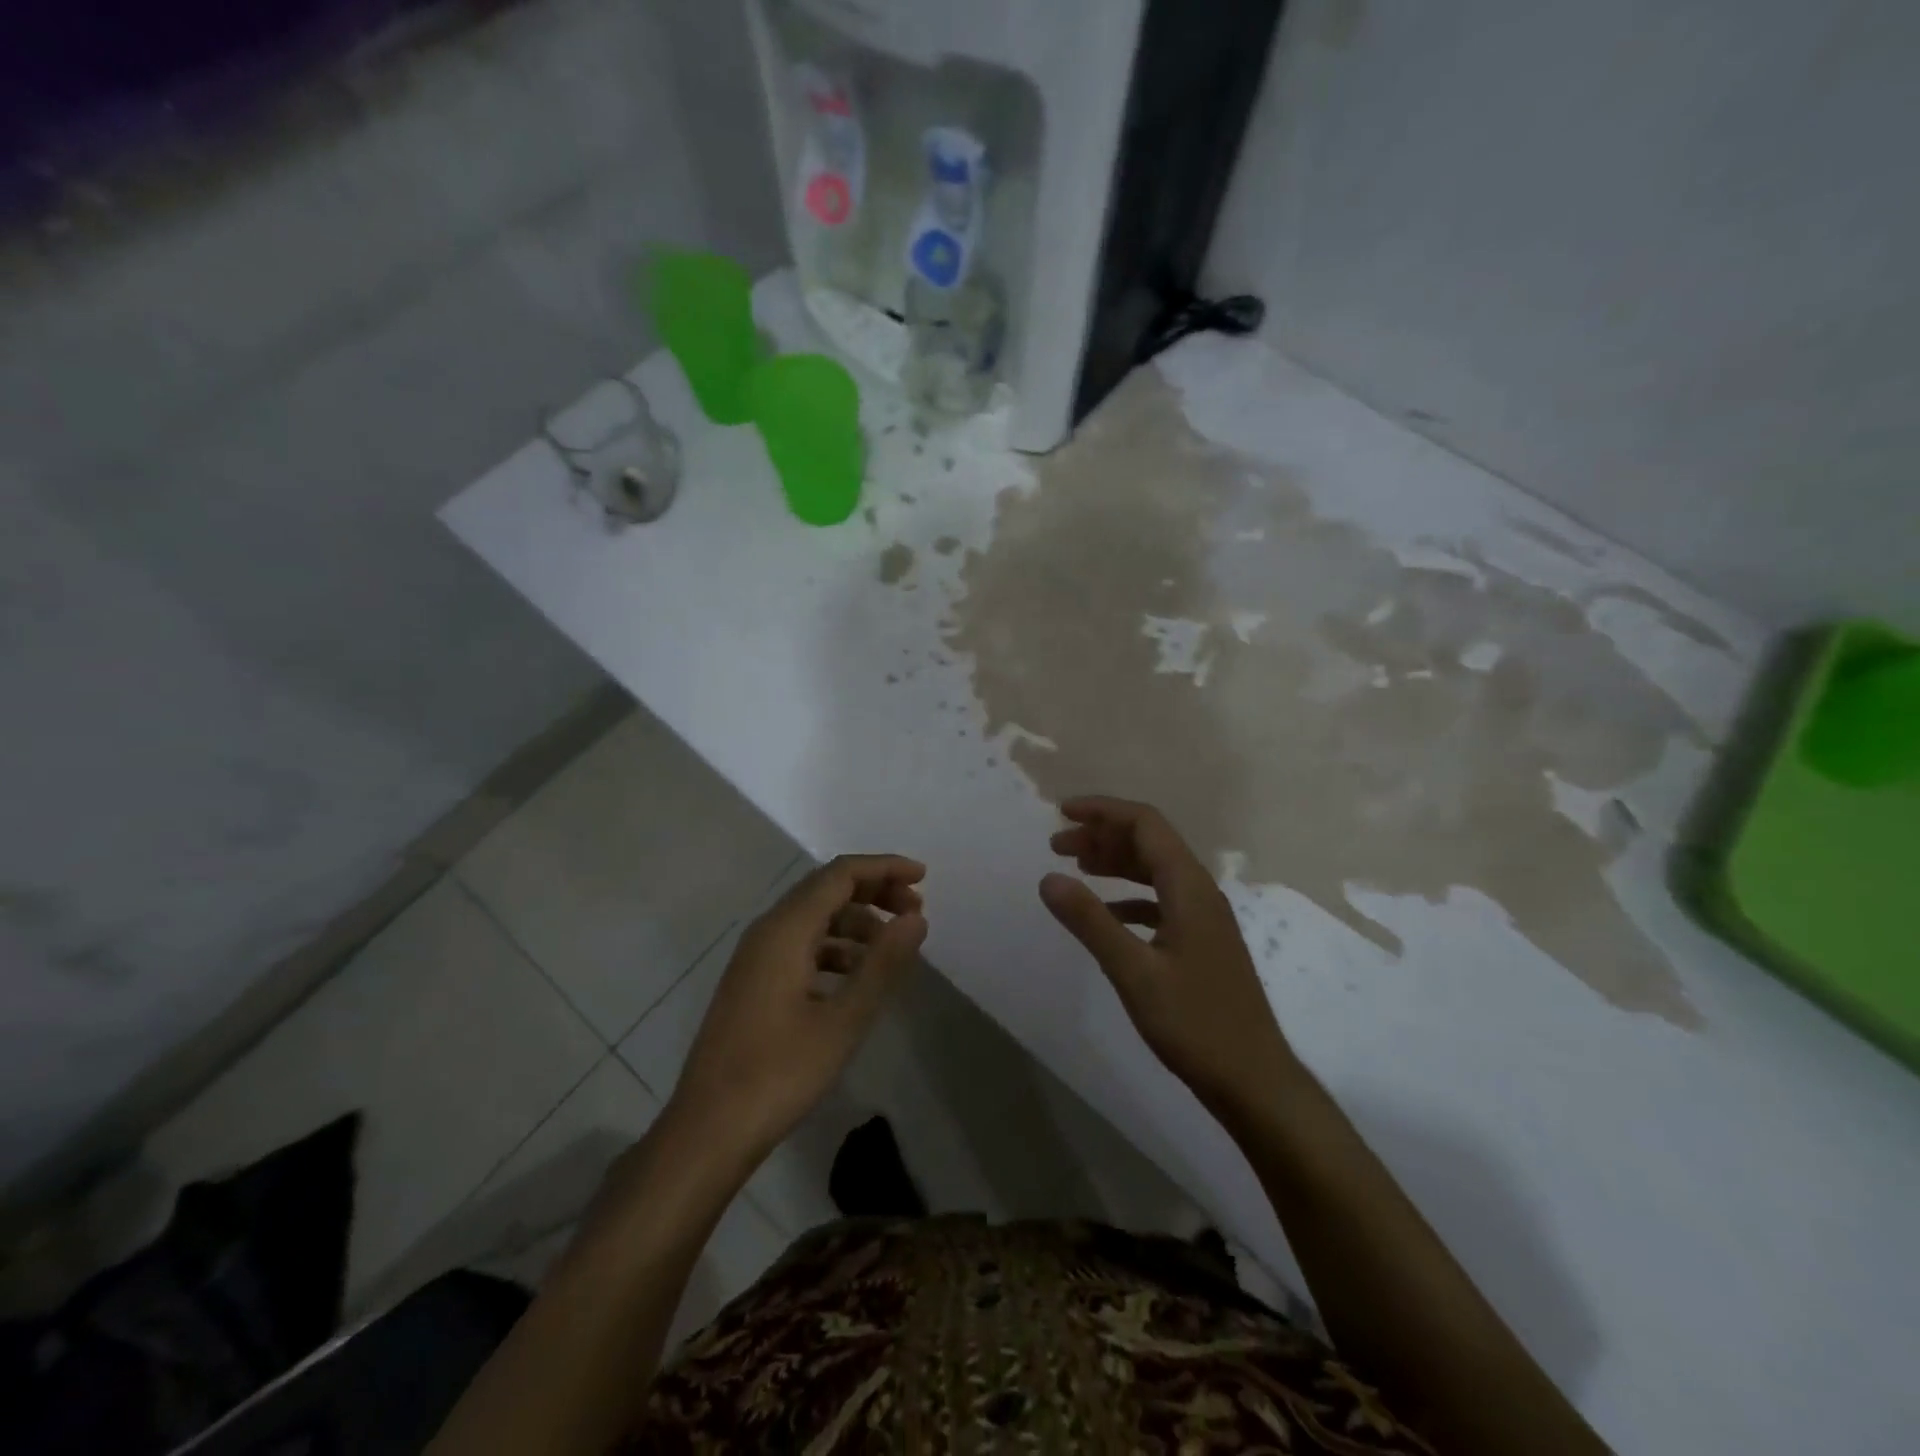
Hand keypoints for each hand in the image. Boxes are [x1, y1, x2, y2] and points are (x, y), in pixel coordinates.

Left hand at [669, 855, 927, 1162]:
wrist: (707, 1131)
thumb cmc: (779, 1074)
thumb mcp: (843, 1020)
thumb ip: (882, 964)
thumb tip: (916, 918)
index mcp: (785, 930)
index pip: (841, 874)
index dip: (884, 868)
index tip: (923, 879)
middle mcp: (767, 931)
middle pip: (826, 889)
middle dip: (874, 892)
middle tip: (915, 913)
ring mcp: (755, 958)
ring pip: (813, 918)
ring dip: (856, 922)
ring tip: (892, 949)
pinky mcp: (753, 982)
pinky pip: (800, 945)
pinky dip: (835, 947)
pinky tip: (856, 978)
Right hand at [1040, 797, 1294, 1114]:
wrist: (1254, 1080)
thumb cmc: (1195, 1024)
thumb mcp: (1133, 972)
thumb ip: (1090, 922)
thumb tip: (1048, 878)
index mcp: (1189, 888)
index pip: (1146, 824)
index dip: (1103, 811)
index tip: (1062, 813)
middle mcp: (1200, 892)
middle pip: (1150, 843)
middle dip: (1103, 836)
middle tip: (1058, 845)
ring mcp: (1204, 919)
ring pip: (1156, 871)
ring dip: (1116, 863)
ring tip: (1076, 868)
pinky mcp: (1201, 944)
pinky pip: (1161, 901)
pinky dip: (1129, 896)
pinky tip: (1107, 914)